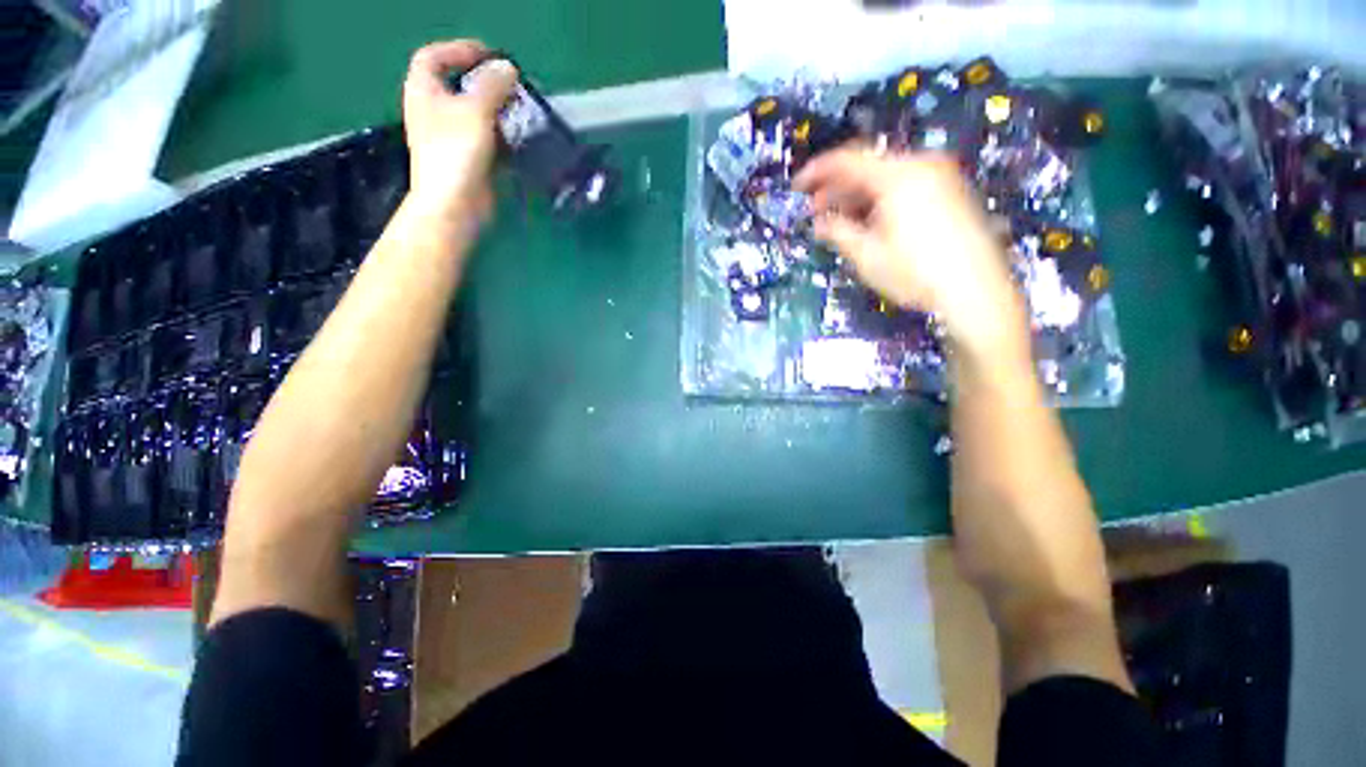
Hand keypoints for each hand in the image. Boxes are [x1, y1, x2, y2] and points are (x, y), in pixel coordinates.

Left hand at [402, 40, 517, 224]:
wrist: (454, 204)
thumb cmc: (456, 152)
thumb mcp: (475, 110)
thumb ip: (492, 85)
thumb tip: (508, 67)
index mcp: (424, 91)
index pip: (433, 57)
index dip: (458, 50)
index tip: (488, 55)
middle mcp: (434, 111)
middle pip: (457, 86)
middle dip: (485, 82)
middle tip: (512, 86)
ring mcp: (450, 137)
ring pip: (474, 114)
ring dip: (497, 110)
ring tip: (520, 111)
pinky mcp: (467, 160)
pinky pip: (485, 139)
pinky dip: (500, 136)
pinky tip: (518, 139)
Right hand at [795, 149, 1027, 359]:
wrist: (976, 291)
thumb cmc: (915, 273)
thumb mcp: (867, 256)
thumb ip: (838, 232)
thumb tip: (819, 223)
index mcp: (898, 176)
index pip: (848, 160)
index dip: (818, 171)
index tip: (797, 187)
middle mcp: (921, 166)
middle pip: (868, 168)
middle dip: (837, 189)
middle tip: (815, 212)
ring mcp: (940, 178)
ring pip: (887, 178)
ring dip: (858, 197)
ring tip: (839, 222)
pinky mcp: (950, 194)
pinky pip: (905, 187)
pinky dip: (881, 201)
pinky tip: (869, 223)